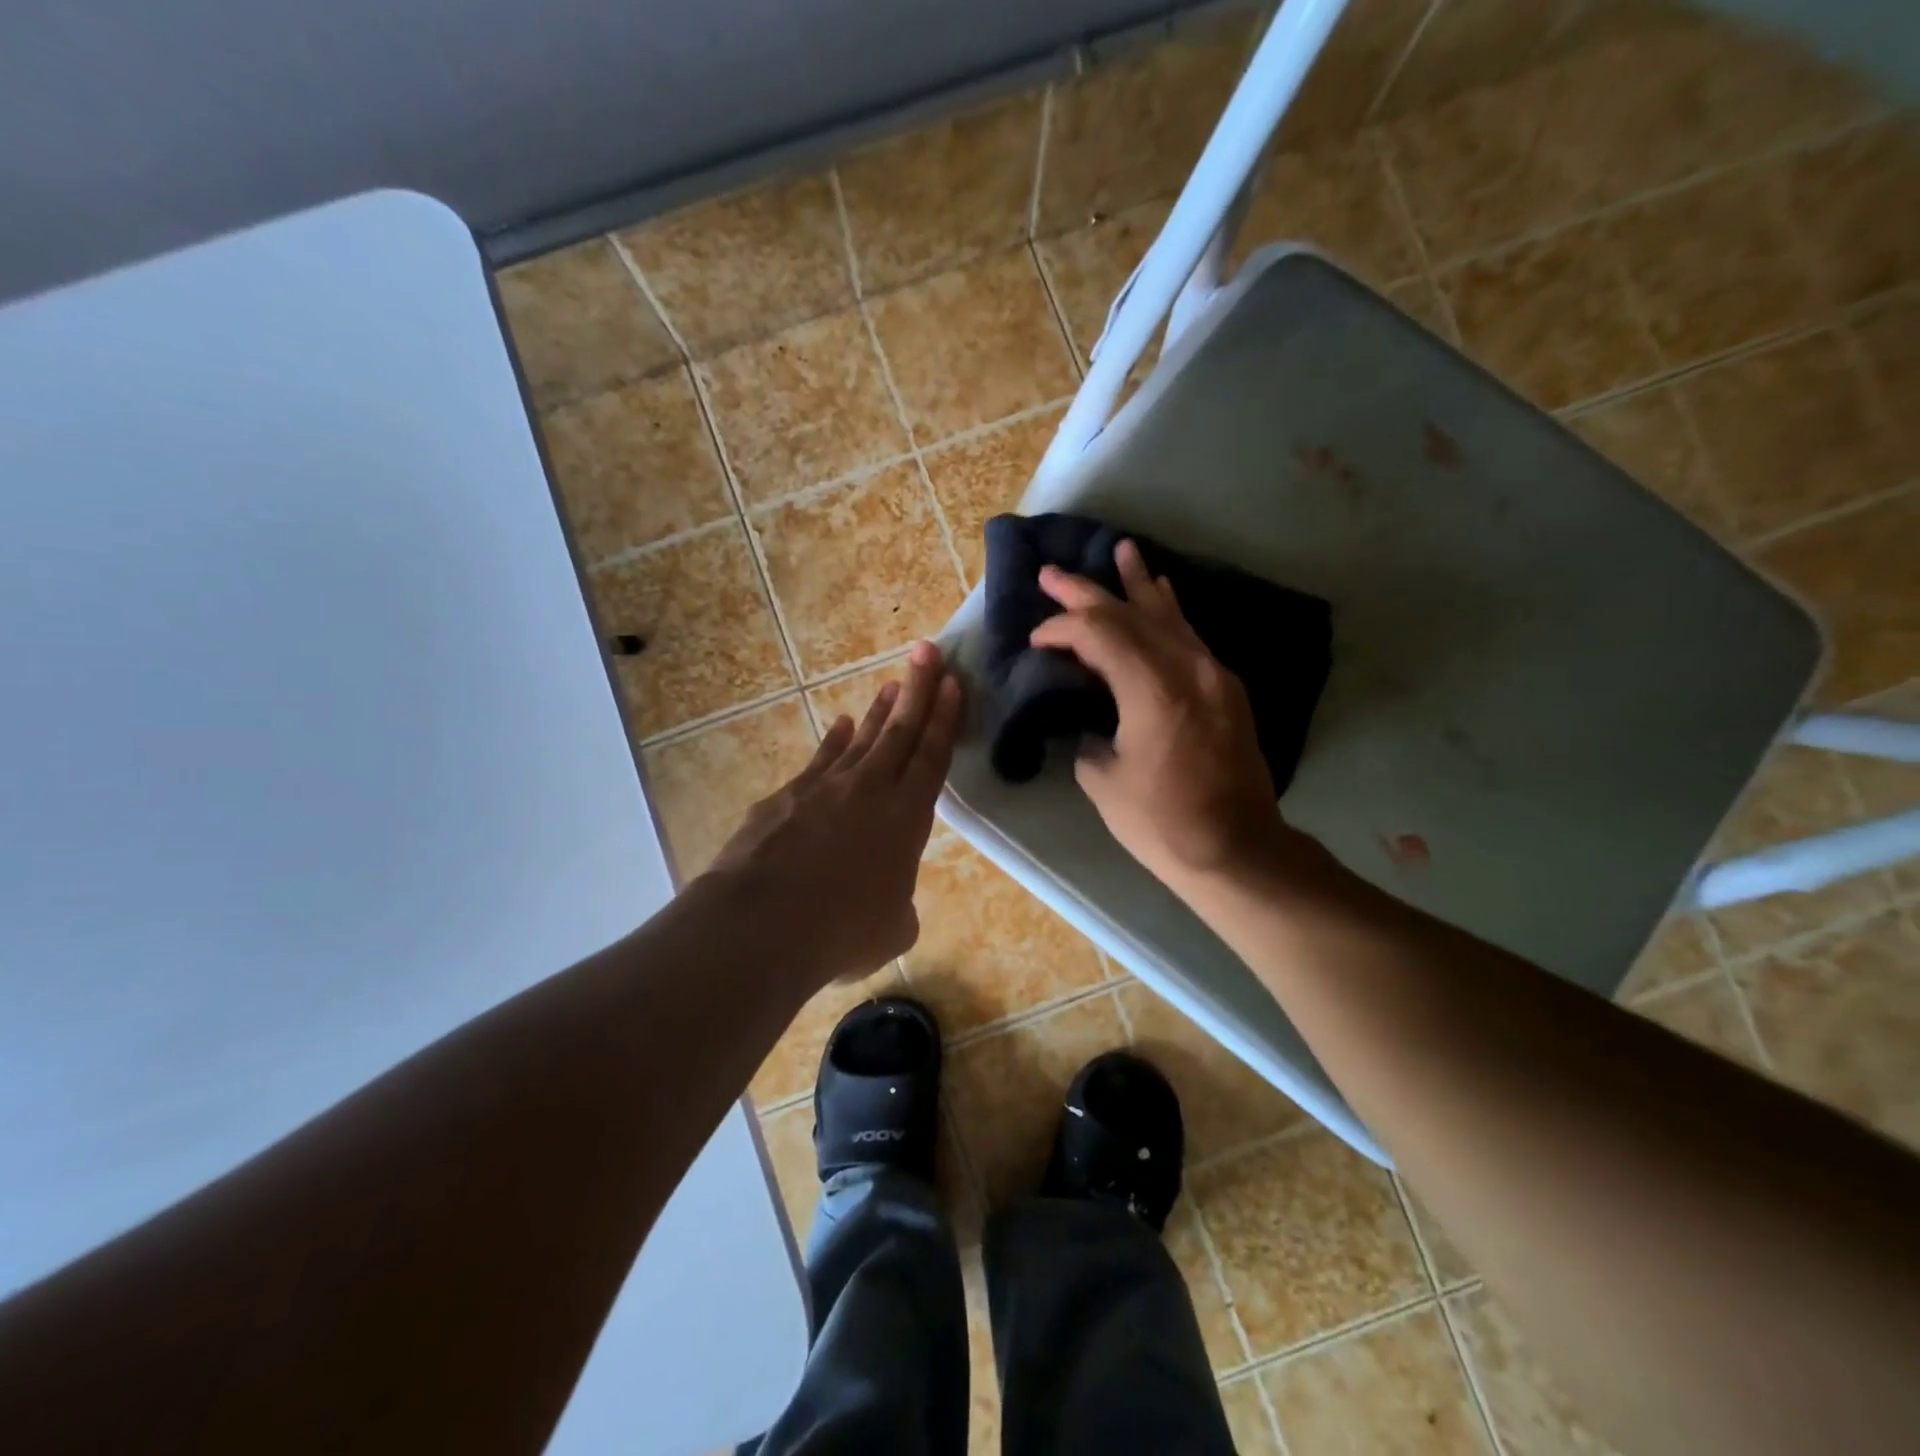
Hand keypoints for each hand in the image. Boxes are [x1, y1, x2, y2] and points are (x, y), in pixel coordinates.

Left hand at [706, 641, 961, 988]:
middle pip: (900, 731)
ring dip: (878, 712)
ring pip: (860, 740)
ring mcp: (823, 788)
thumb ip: (897, 907)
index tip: (951, 681)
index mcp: (906, 817)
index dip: (944, 718)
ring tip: (891, 686)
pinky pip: (819, 761)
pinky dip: (833, 742)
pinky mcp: (785, 797)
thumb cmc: (843, 929)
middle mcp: (868, 790)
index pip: (932, 756)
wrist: (763, 923)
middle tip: (928, 651)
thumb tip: (887, 905)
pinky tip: (839, 726)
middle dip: (917, 689)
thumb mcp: (891, 928)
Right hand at [1029, 540, 1289, 889]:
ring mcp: (1213, 674)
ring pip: (1168, 615)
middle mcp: (1187, 668)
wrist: (1236, 849)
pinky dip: (1169, 611)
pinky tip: (1162, 592)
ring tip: (1122, 550)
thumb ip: (1091, 735)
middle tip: (1052, 573)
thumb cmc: (1162, 822)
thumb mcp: (1104, 780)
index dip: (1061, 628)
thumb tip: (1092, 719)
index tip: (1036, 640)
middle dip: (1087, 592)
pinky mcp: (1225, 688)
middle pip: (1131, 614)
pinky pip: (1190, 636)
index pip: (1099, 634)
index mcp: (1152, 690)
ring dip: (1138, 584)